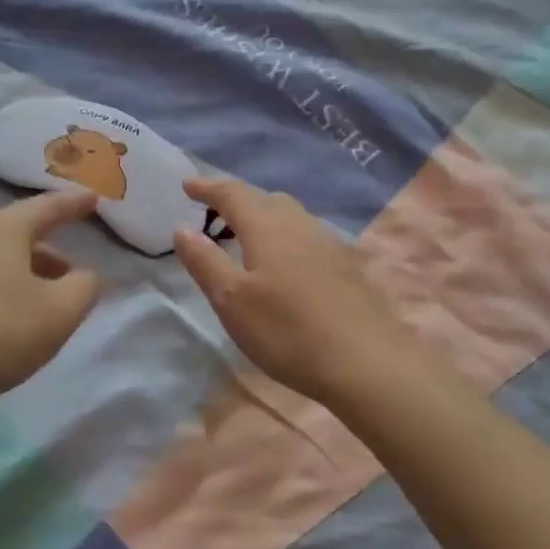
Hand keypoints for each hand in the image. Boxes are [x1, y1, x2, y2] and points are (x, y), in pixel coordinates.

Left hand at [0, 192, 101, 413]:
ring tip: (36, 305)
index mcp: (2, 231)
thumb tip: (85, 276)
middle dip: (46, 252)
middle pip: (14, 236)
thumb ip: (84, 288)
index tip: (93, 199)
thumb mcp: (59, 313)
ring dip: (18, 276)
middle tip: (69, 272)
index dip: (73, 204)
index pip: (46, 207)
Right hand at [172, 178, 419, 408]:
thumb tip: (182, 228)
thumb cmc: (287, 331)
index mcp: (267, 227)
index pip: (233, 193)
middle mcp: (300, 224)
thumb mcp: (232, 301)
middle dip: (238, 202)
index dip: (207, 187)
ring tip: (248, 240)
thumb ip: (205, 261)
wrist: (367, 362)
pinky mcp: (348, 266)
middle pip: (266, 199)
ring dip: (265, 219)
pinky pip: (309, 238)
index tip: (187, 186)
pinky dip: (287, 238)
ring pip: (291, 217)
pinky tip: (287, 266)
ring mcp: (330, 244)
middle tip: (215, 217)